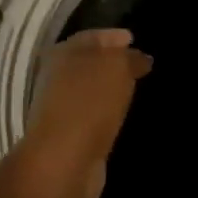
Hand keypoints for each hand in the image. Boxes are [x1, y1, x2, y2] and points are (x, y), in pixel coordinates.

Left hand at [21, 28, 152, 197]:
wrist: (63, 161)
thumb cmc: (88, 103)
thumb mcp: (117, 67)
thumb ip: (130, 58)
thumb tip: (140, 58)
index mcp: (63, 53)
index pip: (92, 36)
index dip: (113, 36)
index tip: (134, 39)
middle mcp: (57, 77)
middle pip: (89, 62)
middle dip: (112, 62)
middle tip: (139, 64)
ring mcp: (61, 108)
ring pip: (91, 90)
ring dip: (110, 88)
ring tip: (135, 87)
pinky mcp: (69, 136)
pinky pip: (93, 114)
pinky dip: (107, 111)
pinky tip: (123, 113)